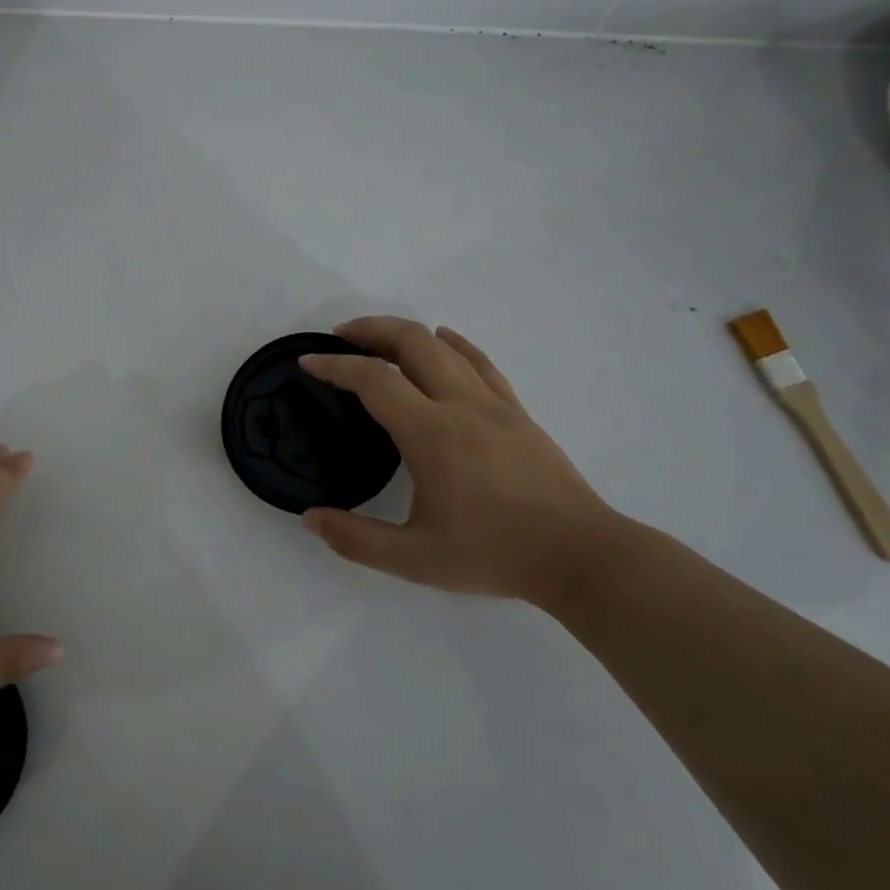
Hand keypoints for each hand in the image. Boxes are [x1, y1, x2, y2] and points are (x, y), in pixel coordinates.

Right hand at [299, 317, 632, 605]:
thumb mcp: (414, 559)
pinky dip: (455, 344)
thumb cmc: (494, 554)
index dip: (335, 365)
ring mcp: (495, 404)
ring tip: (379, 340)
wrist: (581, 557)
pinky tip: (444, 340)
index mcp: (431, 433)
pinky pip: (481, 362)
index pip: (374, 380)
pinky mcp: (518, 413)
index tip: (308, 361)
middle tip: (340, 337)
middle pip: (412, 343)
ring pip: (446, 347)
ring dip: (407, 334)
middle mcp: (461, 405)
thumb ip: (356, 539)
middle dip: (371, 330)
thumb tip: (311, 519)